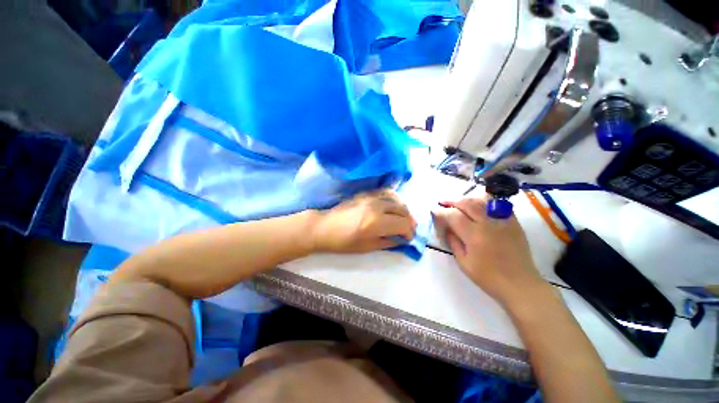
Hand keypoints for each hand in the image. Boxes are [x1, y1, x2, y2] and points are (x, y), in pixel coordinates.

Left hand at [310, 190, 416, 252]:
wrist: (325, 227)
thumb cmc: (344, 242)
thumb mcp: (367, 247)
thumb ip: (388, 242)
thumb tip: (401, 239)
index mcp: (377, 223)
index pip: (404, 224)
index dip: (409, 233)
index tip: (408, 238)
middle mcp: (377, 207)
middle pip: (403, 211)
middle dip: (409, 221)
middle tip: (408, 230)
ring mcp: (371, 197)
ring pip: (397, 200)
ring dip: (404, 210)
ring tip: (403, 218)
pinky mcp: (366, 193)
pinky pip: (386, 192)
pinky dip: (394, 199)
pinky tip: (394, 205)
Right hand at [433, 197, 545, 304]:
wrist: (520, 284)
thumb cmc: (488, 277)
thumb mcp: (463, 262)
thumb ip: (453, 242)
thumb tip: (447, 228)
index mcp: (474, 235)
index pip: (453, 216)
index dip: (441, 212)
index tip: (434, 212)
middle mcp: (488, 224)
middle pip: (467, 203)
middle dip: (452, 201)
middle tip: (443, 202)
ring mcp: (503, 221)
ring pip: (482, 201)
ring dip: (467, 199)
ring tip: (458, 202)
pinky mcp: (513, 223)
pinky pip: (498, 205)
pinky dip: (485, 202)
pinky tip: (478, 205)